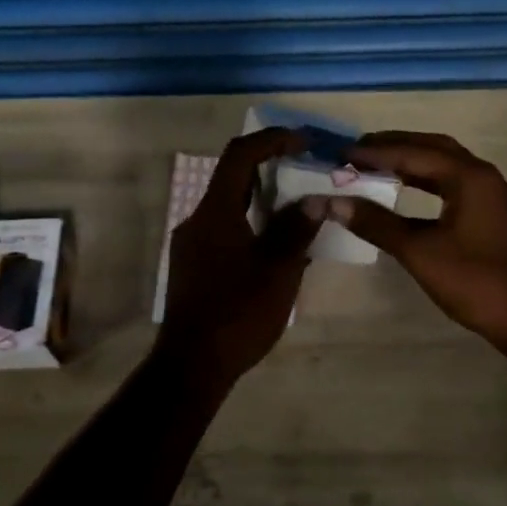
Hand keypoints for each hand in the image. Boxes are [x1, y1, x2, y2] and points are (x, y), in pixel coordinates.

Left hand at [154, 128, 321, 387]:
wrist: (192, 365)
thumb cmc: (237, 313)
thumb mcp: (278, 271)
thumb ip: (296, 230)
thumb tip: (314, 200)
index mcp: (214, 213)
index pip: (240, 156)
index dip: (271, 140)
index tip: (302, 141)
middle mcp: (197, 221)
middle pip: (233, 180)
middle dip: (271, 170)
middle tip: (307, 174)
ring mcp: (192, 245)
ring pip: (230, 208)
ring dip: (263, 201)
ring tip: (300, 210)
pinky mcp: (193, 267)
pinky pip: (225, 231)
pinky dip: (252, 225)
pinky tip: (277, 246)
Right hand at [333, 131, 506, 364]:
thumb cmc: (476, 281)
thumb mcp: (420, 252)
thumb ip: (377, 223)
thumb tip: (334, 202)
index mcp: (468, 177)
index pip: (413, 153)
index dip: (374, 152)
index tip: (340, 154)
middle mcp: (482, 176)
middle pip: (432, 148)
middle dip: (393, 146)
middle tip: (356, 152)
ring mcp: (489, 195)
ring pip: (443, 165)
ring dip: (409, 162)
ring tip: (373, 166)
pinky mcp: (489, 214)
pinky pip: (450, 183)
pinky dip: (424, 181)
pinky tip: (403, 192)